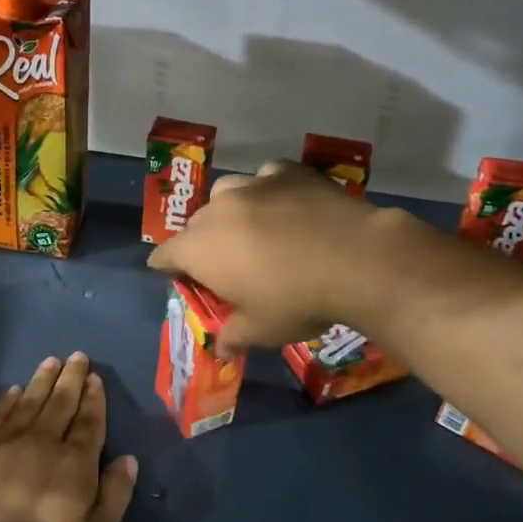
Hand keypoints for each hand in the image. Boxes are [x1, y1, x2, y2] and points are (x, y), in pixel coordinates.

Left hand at [0, 353, 138, 521]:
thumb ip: (116, 494)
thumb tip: (129, 459)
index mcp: (76, 462)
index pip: (89, 421)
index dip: (94, 398)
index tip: (95, 377)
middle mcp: (44, 442)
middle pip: (61, 403)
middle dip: (72, 378)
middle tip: (78, 356)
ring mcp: (8, 442)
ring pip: (30, 401)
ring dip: (43, 380)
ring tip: (52, 361)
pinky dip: (8, 400)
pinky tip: (14, 390)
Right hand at [148, 160, 422, 353]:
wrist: (357, 260)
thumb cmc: (297, 301)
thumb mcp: (261, 330)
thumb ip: (233, 336)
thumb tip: (221, 350)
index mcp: (200, 249)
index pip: (165, 255)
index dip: (168, 268)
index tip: (180, 278)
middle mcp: (217, 210)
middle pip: (195, 224)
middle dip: (202, 243)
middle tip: (226, 264)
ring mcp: (252, 185)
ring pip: (226, 194)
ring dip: (230, 212)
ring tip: (253, 229)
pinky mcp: (286, 171)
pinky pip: (264, 178)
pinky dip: (267, 192)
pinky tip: (287, 206)